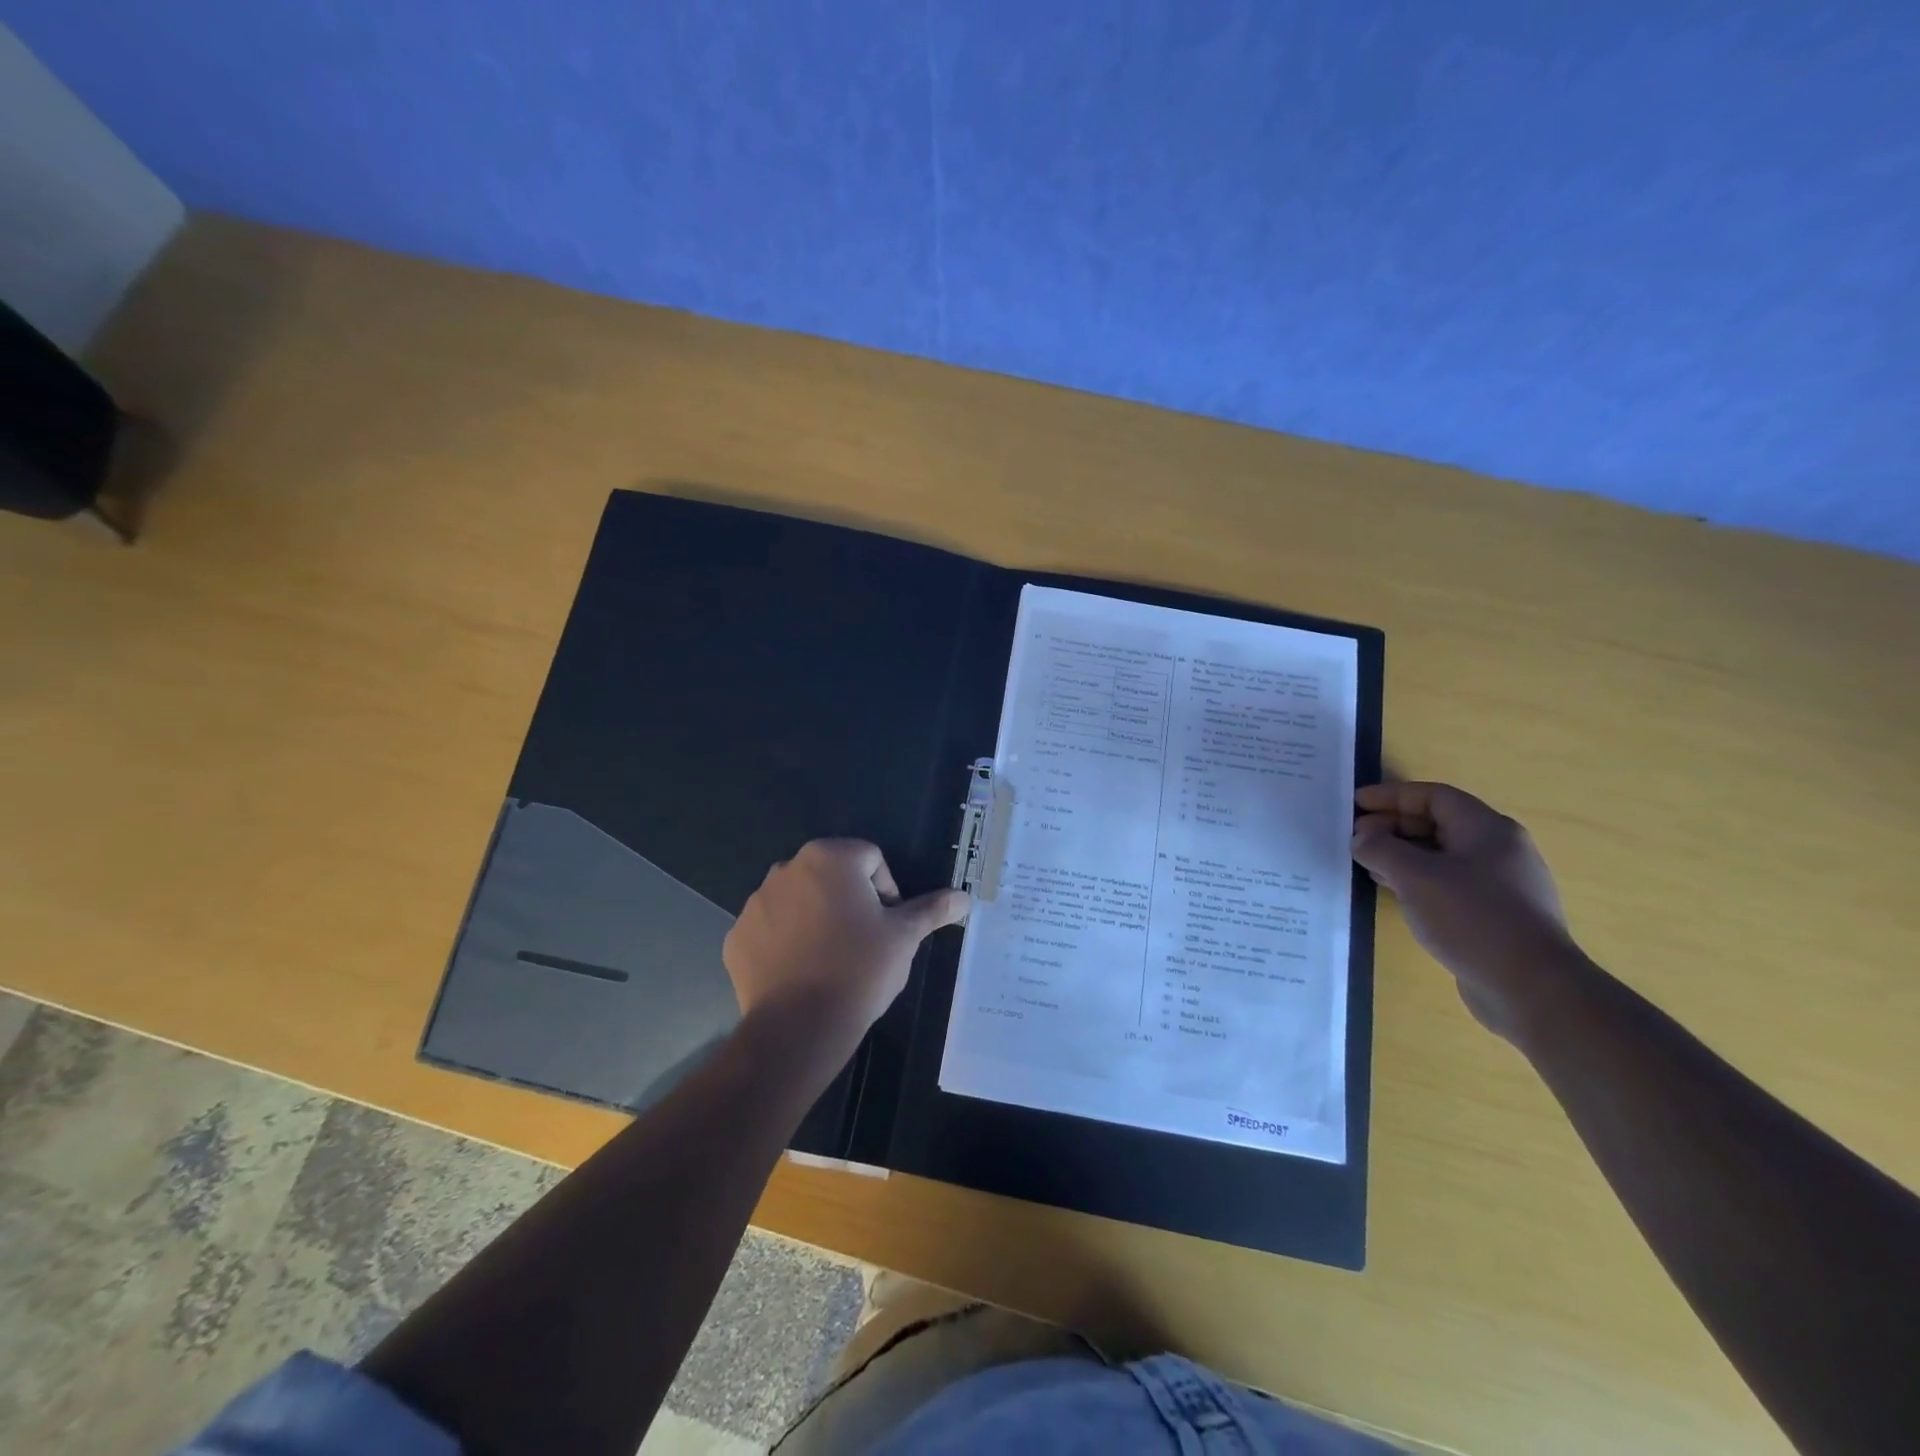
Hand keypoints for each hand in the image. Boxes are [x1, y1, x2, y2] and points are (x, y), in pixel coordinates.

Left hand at [723, 840, 968, 1067]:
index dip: (886, 891)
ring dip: (816, 918)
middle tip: (862, 943)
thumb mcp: (904, 937)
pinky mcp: (736, 936)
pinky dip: (785, 943)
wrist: (799, 1027)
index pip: (870, 859)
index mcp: (829, 857)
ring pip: (799, 900)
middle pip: (832, 876)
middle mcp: (787, 868)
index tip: (888, 927)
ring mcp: (756, 902)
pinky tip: (801, 973)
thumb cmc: (859, 969)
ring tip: (831, 960)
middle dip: (849, 901)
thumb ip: (932, 909)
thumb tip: (964, 898)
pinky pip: (770, 929)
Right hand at [1351, 782, 1581, 1039]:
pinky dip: (1418, 880)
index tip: (1356, 804)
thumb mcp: (1415, 876)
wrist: (1531, 989)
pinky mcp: (1496, 916)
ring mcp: (1501, 885)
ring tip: (1367, 864)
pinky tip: (1395, 894)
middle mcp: (1499, 850)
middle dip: (1394, 826)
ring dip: (1402, 855)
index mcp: (1488, 830)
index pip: (1433, 797)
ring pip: (1442, 856)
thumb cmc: (1472, 918)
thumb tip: (1363, 838)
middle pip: (1438, 824)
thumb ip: (1381, 848)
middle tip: (1357, 838)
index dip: (1391, 796)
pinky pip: (1449, 884)